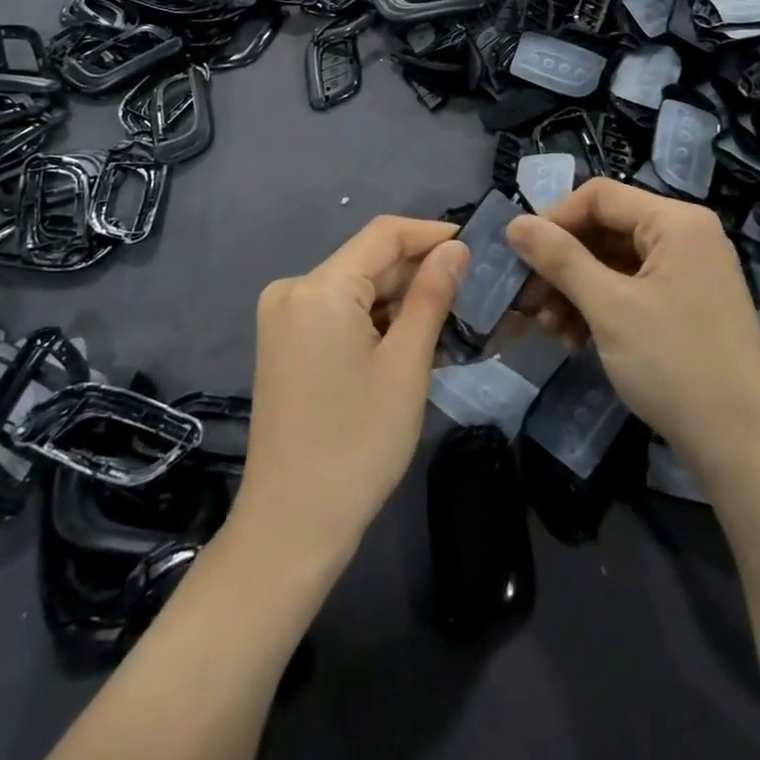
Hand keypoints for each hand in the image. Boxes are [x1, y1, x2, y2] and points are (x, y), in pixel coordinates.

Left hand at [232, 217, 466, 564]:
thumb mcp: (406, 365)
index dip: (431, 234)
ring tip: (451, 319)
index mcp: (319, 287)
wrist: (292, 526)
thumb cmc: (357, 443)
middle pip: (368, 261)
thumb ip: (432, 296)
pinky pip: (338, 312)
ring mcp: (284, 317)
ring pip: (356, 288)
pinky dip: (374, 321)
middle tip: (474, 291)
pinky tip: (410, 341)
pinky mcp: (284, 343)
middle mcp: (293, 289)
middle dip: (419, 272)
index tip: (476, 247)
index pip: (383, 234)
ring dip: (400, 300)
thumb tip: (456, 249)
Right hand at [506, 180, 759, 476]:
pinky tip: (575, 341)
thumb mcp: (609, 307)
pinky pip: (630, 291)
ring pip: (613, 264)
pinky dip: (599, 309)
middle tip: (528, 301)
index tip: (520, 257)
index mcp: (676, 222)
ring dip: (575, 291)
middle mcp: (685, 237)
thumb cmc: (676, 364)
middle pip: (605, 230)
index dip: (554, 220)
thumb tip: (515, 224)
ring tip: (548, 328)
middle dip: (562, 265)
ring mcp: (688, 273)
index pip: (599, 196)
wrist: (745, 448)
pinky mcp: (685, 307)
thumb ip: (560, 259)